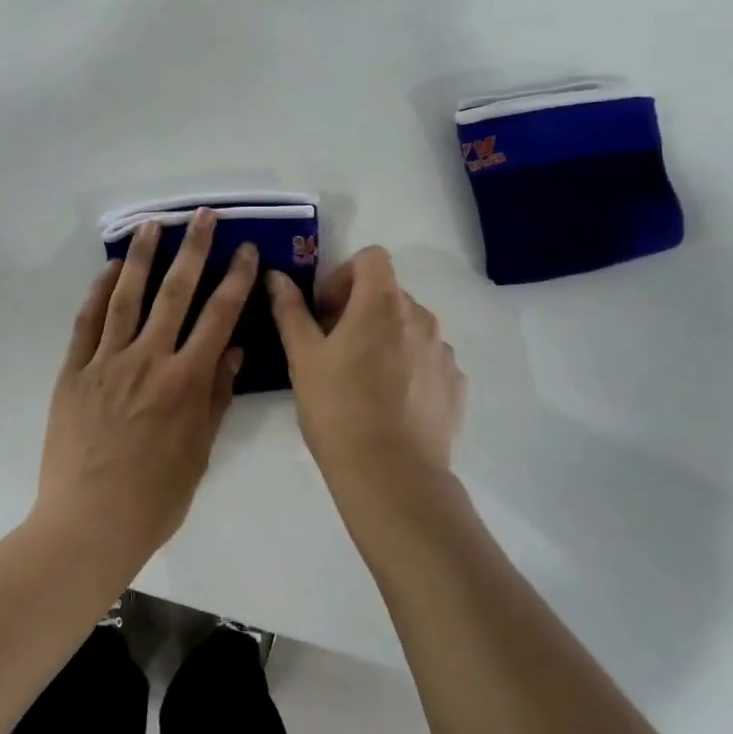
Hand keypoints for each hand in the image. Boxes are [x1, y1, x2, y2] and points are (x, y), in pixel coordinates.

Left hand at [35, 209, 255, 576]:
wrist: (89, 522)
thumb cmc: (155, 497)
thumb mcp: (200, 452)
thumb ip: (216, 397)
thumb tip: (232, 350)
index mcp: (186, 381)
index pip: (219, 317)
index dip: (236, 279)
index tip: (246, 251)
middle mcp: (148, 360)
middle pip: (175, 292)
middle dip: (193, 249)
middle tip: (202, 215)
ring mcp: (106, 362)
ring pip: (126, 296)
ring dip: (142, 257)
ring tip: (152, 224)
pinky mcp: (74, 372)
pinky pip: (87, 323)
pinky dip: (98, 293)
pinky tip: (109, 270)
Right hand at [268, 247, 466, 497]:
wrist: (391, 475)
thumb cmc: (337, 409)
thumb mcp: (303, 357)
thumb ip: (290, 310)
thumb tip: (277, 276)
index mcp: (382, 303)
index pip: (371, 258)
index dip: (344, 276)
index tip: (326, 312)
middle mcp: (421, 317)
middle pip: (388, 293)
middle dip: (360, 310)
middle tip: (335, 349)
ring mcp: (443, 351)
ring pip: (409, 327)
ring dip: (386, 338)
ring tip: (363, 381)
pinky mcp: (456, 384)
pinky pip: (428, 359)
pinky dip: (408, 367)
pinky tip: (390, 403)